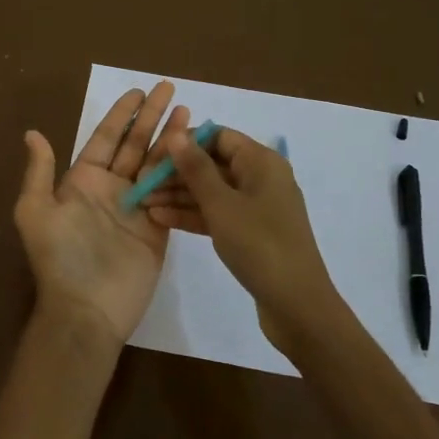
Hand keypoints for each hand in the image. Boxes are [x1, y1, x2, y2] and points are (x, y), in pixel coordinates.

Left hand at [15, 82, 189, 352]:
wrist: (87, 309)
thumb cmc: (60, 258)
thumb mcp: (36, 212)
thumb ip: (40, 172)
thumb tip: (33, 133)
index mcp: (83, 181)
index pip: (106, 138)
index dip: (123, 114)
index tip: (140, 92)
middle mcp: (111, 189)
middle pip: (135, 144)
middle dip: (152, 117)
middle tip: (171, 89)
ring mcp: (137, 207)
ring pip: (156, 163)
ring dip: (171, 138)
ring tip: (190, 112)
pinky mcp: (159, 226)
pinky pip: (172, 192)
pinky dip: (183, 171)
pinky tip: (196, 151)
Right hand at [142, 125, 347, 357]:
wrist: (297, 305)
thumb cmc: (260, 245)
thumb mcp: (222, 204)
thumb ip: (196, 168)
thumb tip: (176, 134)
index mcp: (262, 162)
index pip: (218, 137)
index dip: (185, 142)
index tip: (153, 156)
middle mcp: (261, 178)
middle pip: (212, 164)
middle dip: (176, 172)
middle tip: (140, 182)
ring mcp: (256, 207)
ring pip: (212, 191)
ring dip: (178, 195)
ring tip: (142, 203)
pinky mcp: (250, 232)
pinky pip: (217, 214)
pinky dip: (191, 215)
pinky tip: (160, 219)